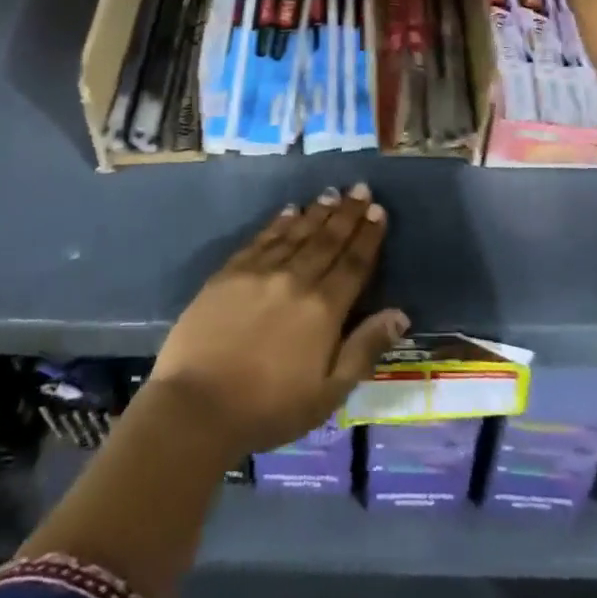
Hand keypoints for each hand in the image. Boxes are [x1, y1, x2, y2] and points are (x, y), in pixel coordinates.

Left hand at [150, 184, 408, 458]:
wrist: (196, 406)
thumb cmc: (269, 408)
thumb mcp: (328, 393)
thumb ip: (364, 348)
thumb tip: (400, 314)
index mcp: (323, 309)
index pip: (353, 263)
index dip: (368, 236)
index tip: (378, 211)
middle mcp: (295, 280)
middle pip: (327, 240)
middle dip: (347, 213)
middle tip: (360, 188)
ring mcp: (259, 273)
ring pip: (296, 233)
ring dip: (316, 212)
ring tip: (331, 193)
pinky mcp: (229, 273)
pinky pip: (261, 239)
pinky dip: (278, 223)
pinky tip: (289, 211)